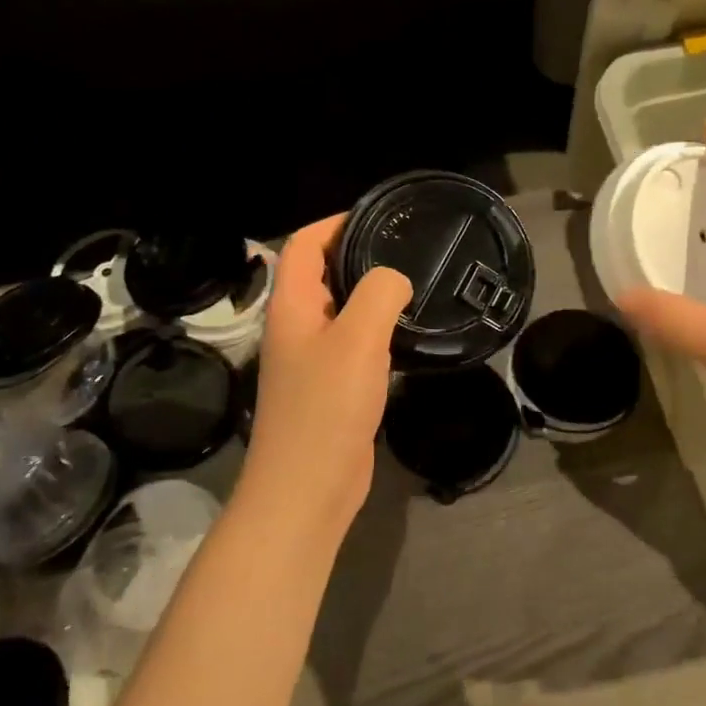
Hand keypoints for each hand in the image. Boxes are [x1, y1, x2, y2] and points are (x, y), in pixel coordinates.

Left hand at [240, 215, 411, 528]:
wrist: (306, 488)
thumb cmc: (326, 407)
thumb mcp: (358, 339)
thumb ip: (379, 294)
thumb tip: (395, 279)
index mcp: (292, 307)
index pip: (303, 245)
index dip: (335, 223)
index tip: (379, 217)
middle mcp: (296, 328)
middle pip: (320, 274)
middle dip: (357, 255)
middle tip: (405, 249)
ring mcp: (310, 361)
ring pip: (339, 311)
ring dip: (369, 294)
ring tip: (413, 283)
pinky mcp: (329, 389)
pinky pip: (351, 344)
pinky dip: (375, 330)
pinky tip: (404, 333)